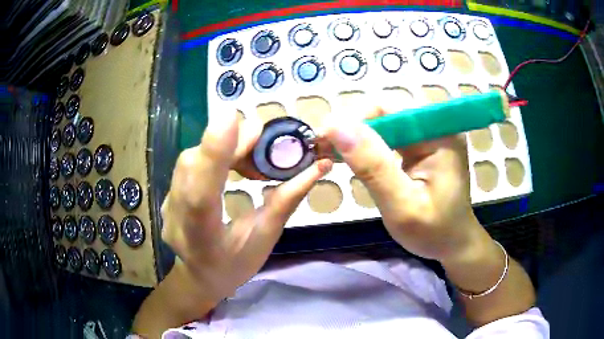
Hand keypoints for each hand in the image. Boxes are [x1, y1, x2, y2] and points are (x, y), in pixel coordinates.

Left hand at [161, 110, 332, 299]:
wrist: (200, 277)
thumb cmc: (236, 265)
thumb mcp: (265, 237)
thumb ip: (287, 200)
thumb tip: (317, 167)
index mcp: (202, 239)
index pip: (200, 196)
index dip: (213, 156)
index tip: (232, 119)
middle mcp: (176, 219)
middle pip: (192, 167)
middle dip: (227, 143)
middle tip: (262, 138)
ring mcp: (167, 206)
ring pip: (189, 160)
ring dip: (222, 147)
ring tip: (251, 154)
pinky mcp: (168, 196)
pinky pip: (188, 164)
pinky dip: (212, 154)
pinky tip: (231, 160)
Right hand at [322, 108, 482, 261]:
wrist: (452, 243)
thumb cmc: (432, 231)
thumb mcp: (402, 205)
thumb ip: (374, 167)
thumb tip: (337, 127)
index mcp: (439, 135)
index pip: (390, 110)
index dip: (354, 119)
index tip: (323, 138)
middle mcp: (436, 126)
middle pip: (386, 113)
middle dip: (352, 129)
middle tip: (322, 148)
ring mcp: (429, 135)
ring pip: (384, 124)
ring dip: (357, 137)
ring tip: (331, 152)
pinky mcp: (422, 145)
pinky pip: (389, 136)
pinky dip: (368, 146)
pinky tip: (352, 157)